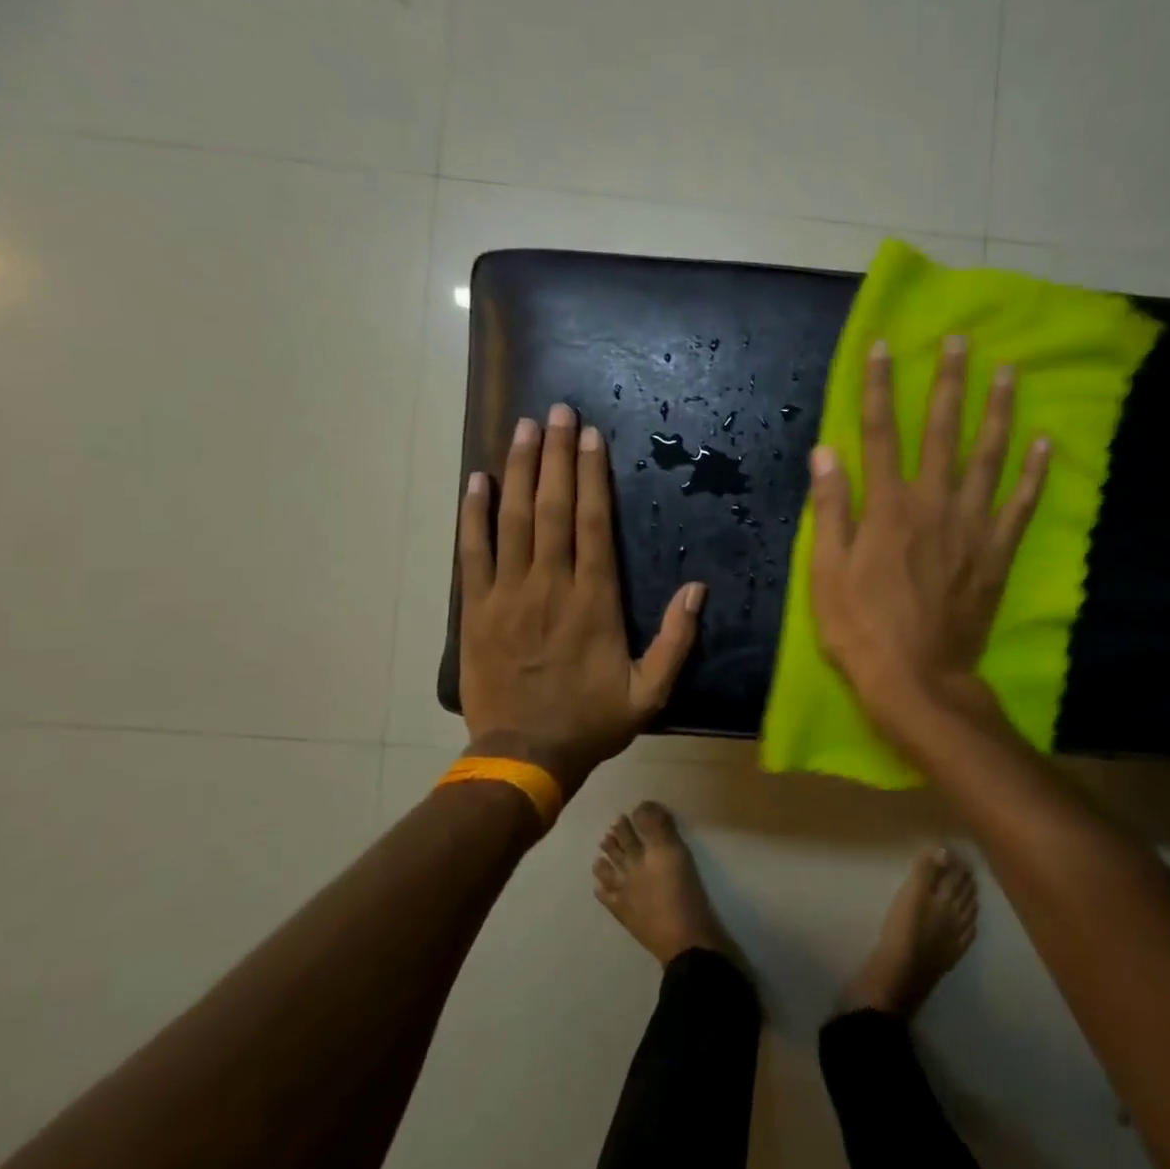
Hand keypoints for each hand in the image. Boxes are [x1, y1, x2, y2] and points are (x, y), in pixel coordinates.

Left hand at [459, 403, 706, 794]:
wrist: (524, 757)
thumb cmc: (591, 722)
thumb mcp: (651, 692)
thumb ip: (677, 640)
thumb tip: (697, 589)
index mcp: (594, 601)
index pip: (594, 523)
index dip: (592, 475)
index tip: (591, 436)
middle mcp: (550, 585)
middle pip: (553, 508)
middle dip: (556, 455)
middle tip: (557, 411)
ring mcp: (508, 594)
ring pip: (513, 520)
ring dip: (518, 470)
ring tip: (523, 428)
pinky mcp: (475, 609)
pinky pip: (472, 553)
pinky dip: (474, 515)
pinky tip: (478, 481)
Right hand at [808, 337, 1047, 742]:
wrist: (917, 680)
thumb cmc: (860, 628)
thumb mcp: (826, 571)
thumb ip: (831, 508)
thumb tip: (827, 450)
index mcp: (888, 506)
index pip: (882, 431)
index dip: (881, 386)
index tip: (884, 345)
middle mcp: (934, 503)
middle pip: (943, 431)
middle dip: (949, 382)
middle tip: (961, 341)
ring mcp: (972, 527)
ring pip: (989, 457)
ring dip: (998, 411)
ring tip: (1008, 372)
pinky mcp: (997, 553)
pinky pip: (1020, 505)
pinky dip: (1034, 473)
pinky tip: (1045, 443)